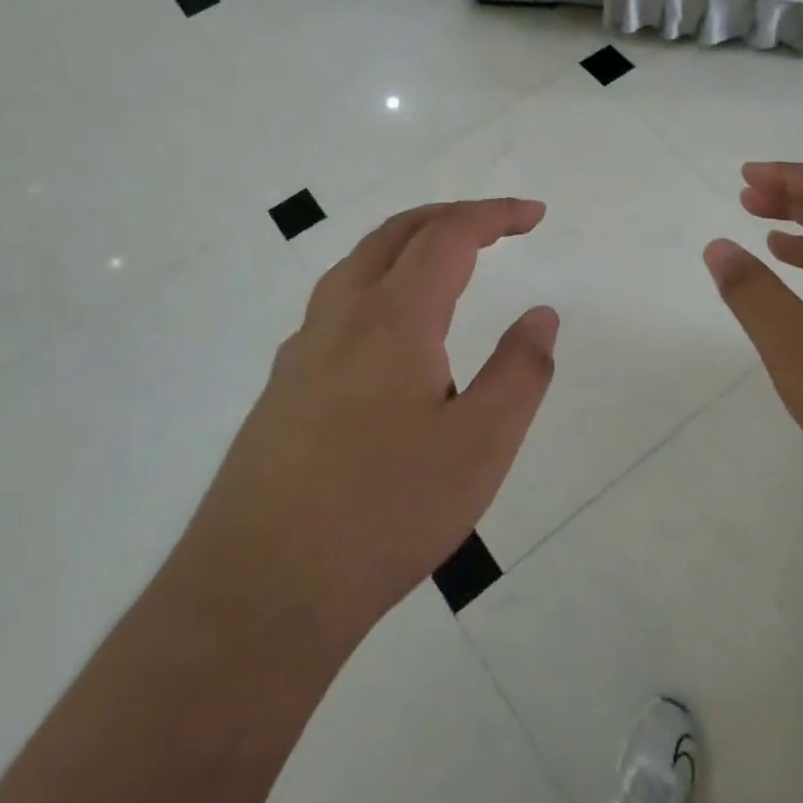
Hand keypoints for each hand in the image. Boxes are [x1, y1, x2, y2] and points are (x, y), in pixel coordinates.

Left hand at [186, 199, 557, 651]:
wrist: (261, 588)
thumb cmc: (386, 512)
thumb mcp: (480, 446)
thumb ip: (520, 372)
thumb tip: (541, 315)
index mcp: (391, 318)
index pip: (447, 236)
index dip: (493, 214)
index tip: (534, 215)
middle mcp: (340, 317)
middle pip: (395, 234)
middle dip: (449, 216)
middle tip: (496, 226)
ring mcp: (302, 352)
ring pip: (356, 266)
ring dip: (406, 244)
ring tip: (443, 262)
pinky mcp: (283, 388)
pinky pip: (335, 305)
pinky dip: (376, 283)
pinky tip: (387, 333)